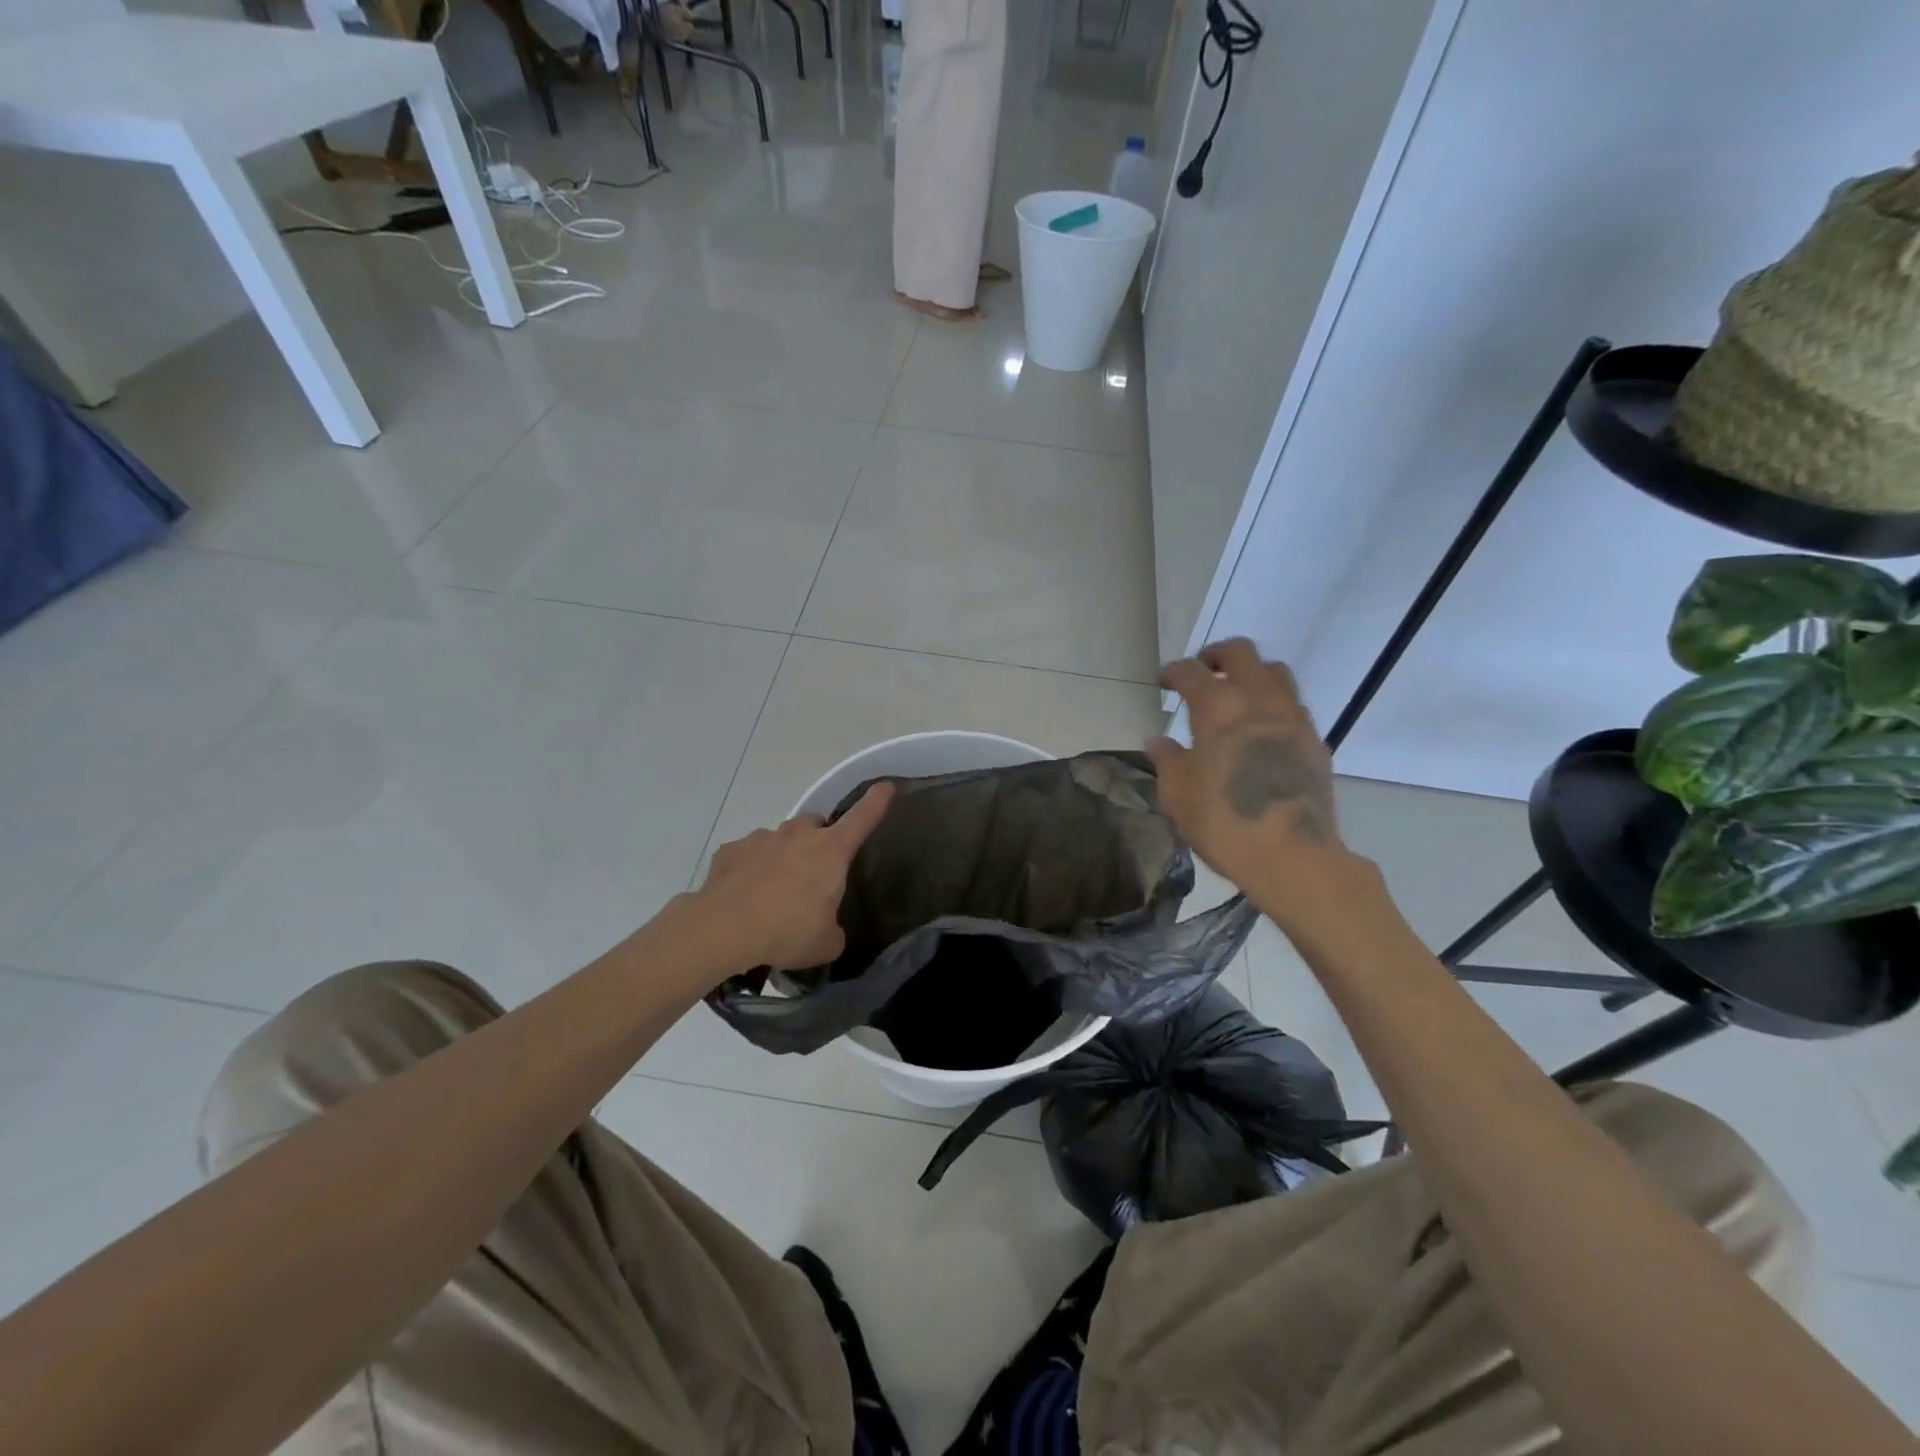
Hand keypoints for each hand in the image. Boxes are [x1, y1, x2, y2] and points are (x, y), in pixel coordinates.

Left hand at [691, 783, 894, 970]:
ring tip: (775, 890)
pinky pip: (748, 854)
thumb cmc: (786, 932)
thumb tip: (827, 929)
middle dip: (819, 840)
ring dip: (783, 855)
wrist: (723, 930)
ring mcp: (761, 839)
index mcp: (831, 851)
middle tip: (815, 871)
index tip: (885, 786)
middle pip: (816, 824)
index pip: (862, 818)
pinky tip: (745, 895)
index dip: (877, 802)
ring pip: (780, 838)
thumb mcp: (825, 943)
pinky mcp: (730, 850)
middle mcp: (798, 835)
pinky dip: (751, 868)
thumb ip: (834, 930)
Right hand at [1148, 639, 1365, 929]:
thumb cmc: (1223, 823)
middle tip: (1202, 671)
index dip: (1173, 672)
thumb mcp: (1177, 795)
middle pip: (1241, 652)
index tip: (1163, 682)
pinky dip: (1274, 704)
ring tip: (1237, 694)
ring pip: (1276, 672)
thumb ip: (1167, 760)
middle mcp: (1258, 701)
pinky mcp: (1315, 741)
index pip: (1191, 672)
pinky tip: (1262, 729)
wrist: (1293, 856)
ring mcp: (1292, 719)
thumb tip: (1158, 742)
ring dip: (1252, 674)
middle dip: (1217, 654)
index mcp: (1217, 709)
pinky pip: (1294, 705)